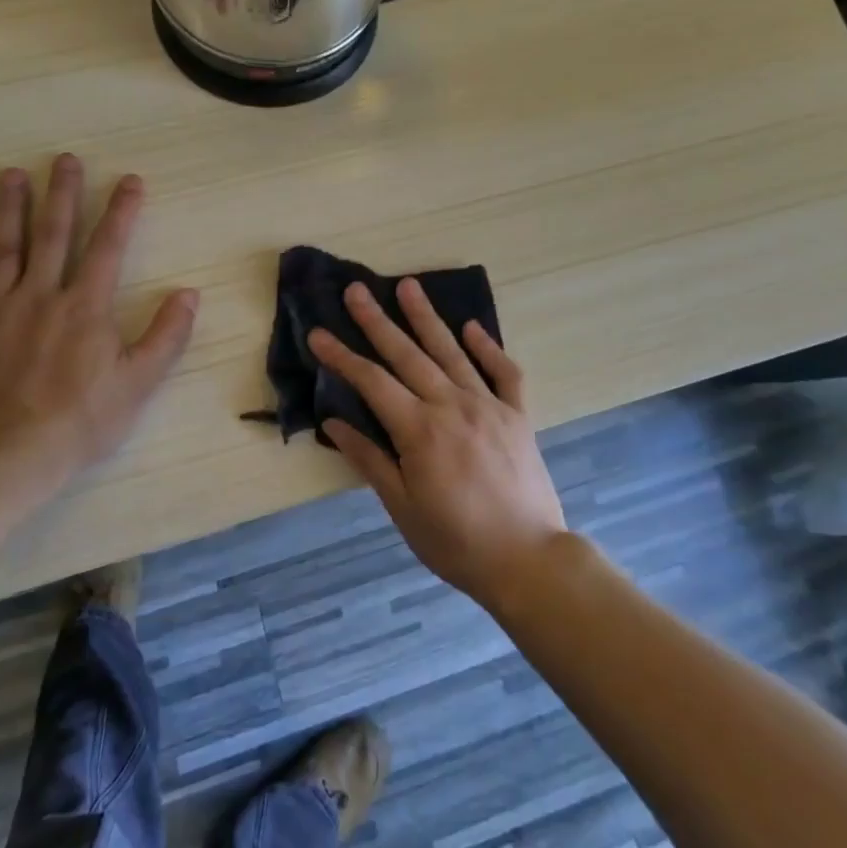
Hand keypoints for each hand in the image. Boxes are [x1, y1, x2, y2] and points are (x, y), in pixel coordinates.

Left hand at [0, 157, 198, 499]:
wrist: (5, 457)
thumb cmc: (80, 422)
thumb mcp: (139, 383)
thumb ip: (167, 335)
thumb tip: (190, 293)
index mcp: (86, 306)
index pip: (109, 246)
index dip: (122, 210)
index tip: (130, 179)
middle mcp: (41, 295)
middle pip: (53, 234)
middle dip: (62, 194)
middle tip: (64, 159)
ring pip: (3, 249)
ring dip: (8, 209)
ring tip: (10, 175)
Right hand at [308, 280, 567, 609]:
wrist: (528, 560)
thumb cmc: (456, 542)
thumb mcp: (403, 508)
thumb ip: (369, 459)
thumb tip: (333, 422)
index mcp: (420, 430)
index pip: (372, 382)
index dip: (342, 356)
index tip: (318, 332)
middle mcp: (453, 406)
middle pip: (408, 355)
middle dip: (378, 321)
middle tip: (356, 290)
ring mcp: (489, 406)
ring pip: (452, 352)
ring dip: (427, 318)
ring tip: (408, 287)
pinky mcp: (518, 415)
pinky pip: (504, 372)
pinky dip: (488, 347)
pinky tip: (471, 327)